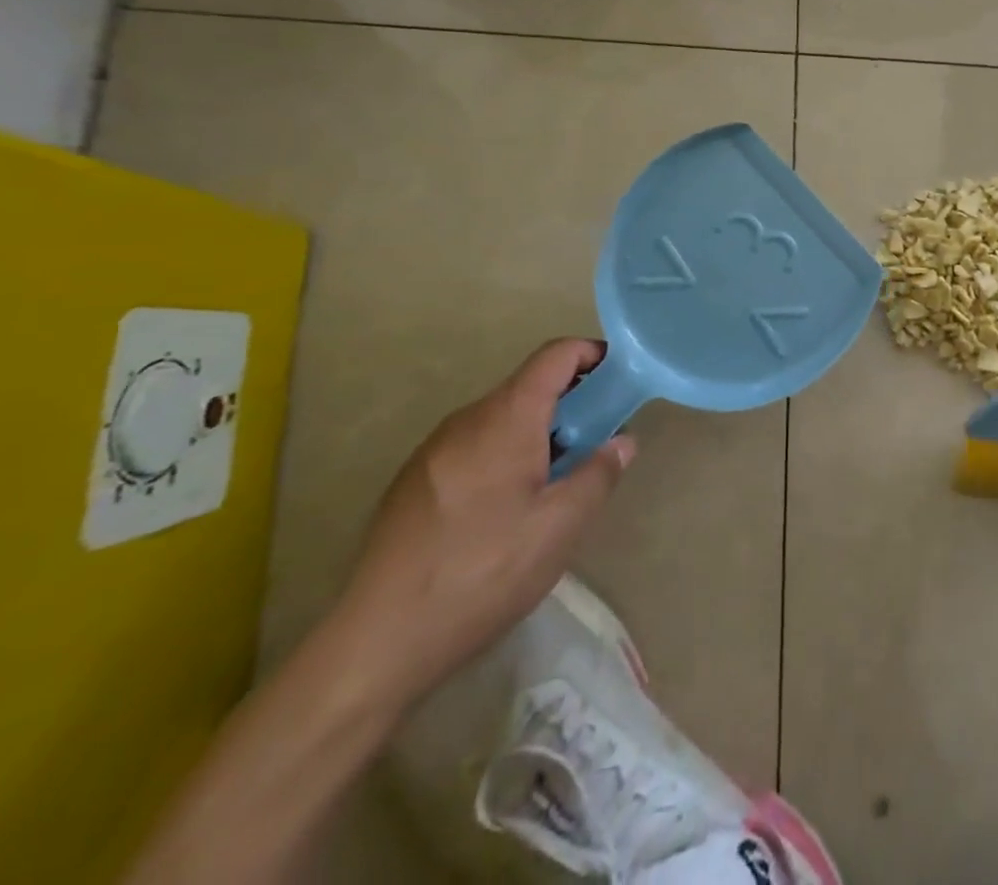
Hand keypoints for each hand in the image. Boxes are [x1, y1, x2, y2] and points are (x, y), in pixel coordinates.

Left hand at [332, 339, 634, 712]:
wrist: (376, 643)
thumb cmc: (483, 573)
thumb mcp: (561, 527)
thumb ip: (599, 474)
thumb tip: (621, 442)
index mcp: (506, 419)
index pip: (555, 356)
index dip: (592, 354)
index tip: (620, 378)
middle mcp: (466, 421)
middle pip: (529, 386)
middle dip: (572, 402)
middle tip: (599, 441)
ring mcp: (433, 451)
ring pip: (501, 419)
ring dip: (540, 432)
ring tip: (558, 481)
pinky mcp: (412, 484)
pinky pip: (474, 447)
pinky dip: (506, 454)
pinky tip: (508, 510)